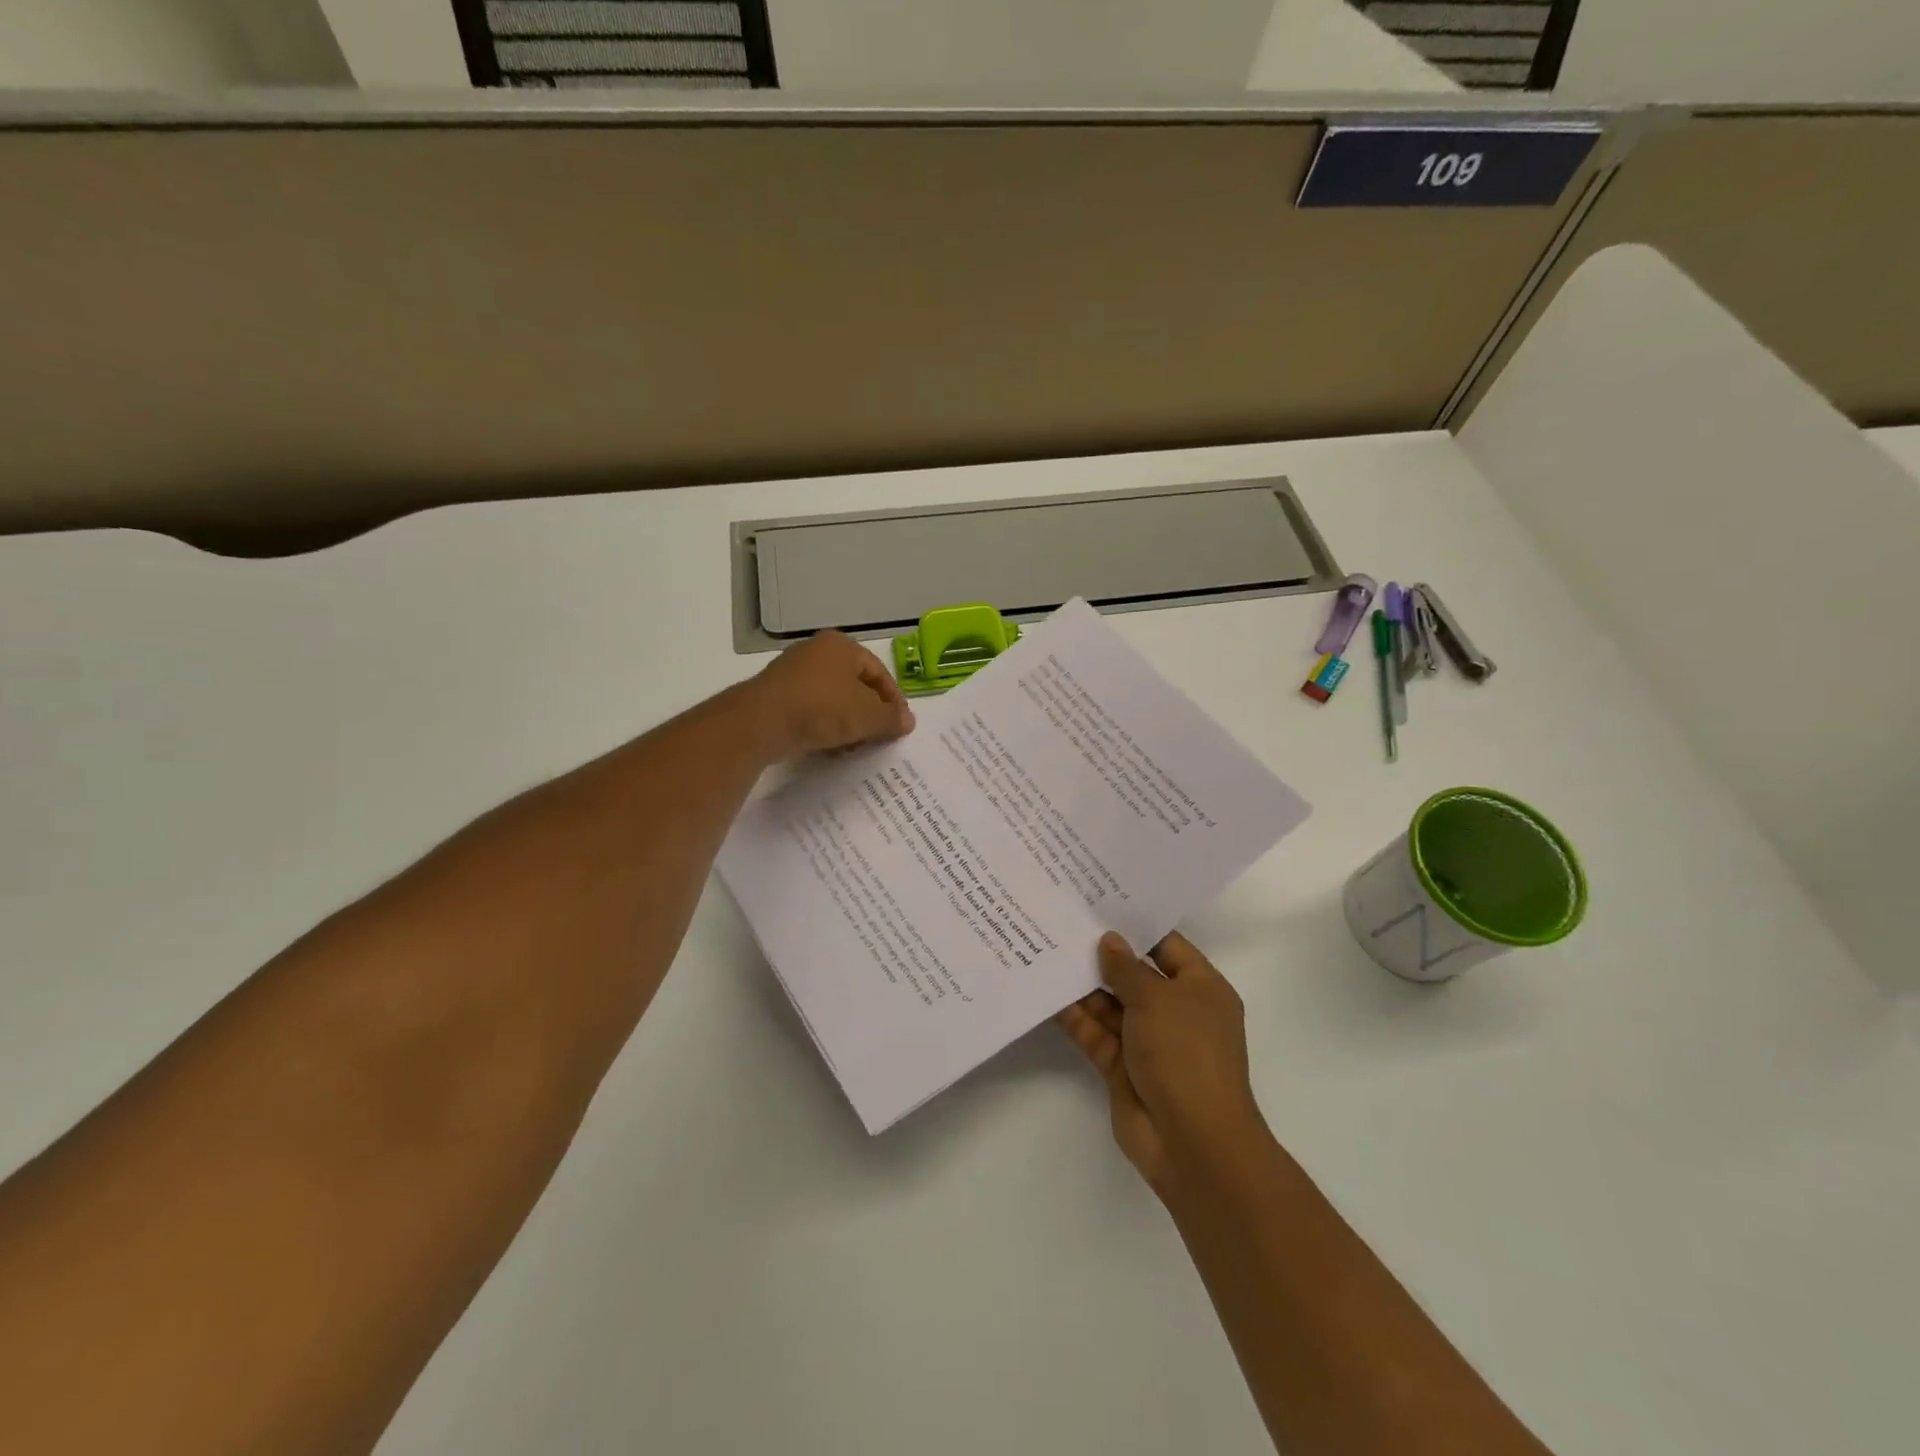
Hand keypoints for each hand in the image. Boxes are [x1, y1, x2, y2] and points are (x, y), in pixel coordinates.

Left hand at [749, 630, 914, 758]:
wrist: (761, 722)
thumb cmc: (823, 708)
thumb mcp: (867, 716)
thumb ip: (891, 718)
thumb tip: (908, 722)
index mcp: (841, 646)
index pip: (879, 672)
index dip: (893, 700)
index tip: (900, 725)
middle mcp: (816, 652)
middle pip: (854, 685)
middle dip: (868, 713)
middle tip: (878, 737)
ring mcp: (792, 672)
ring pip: (831, 699)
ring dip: (846, 723)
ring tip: (853, 747)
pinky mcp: (775, 695)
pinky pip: (809, 710)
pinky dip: (822, 726)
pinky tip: (827, 747)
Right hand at [1057, 931, 1266, 1197]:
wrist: (1192, 1142)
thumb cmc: (1185, 1054)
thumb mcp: (1157, 999)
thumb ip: (1127, 968)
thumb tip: (1109, 941)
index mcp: (1200, 989)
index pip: (1166, 946)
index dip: (1135, 926)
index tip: (1099, 903)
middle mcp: (1175, 1011)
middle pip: (1134, 975)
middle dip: (1102, 955)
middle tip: (1063, 923)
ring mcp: (1148, 1040)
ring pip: (1111, 1004)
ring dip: (1083, 984)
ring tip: (1047, 950)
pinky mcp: (1123, 1066)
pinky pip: (1096, 1033)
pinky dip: (1075, 1017)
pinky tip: (1047, 993)